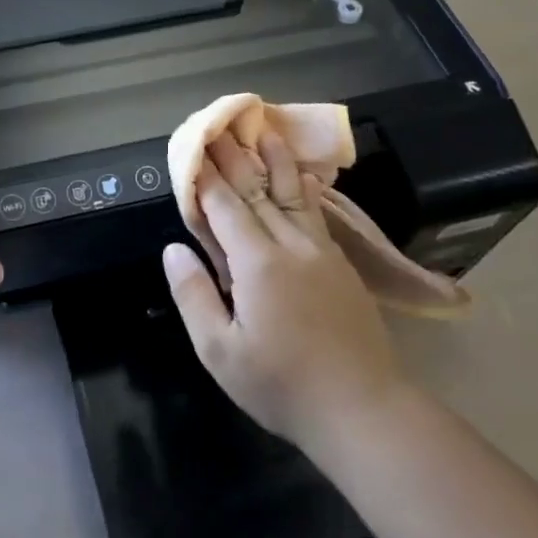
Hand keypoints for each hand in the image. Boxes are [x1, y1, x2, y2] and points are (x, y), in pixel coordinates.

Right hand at [163, 128, 404, 446]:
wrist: (364, 410)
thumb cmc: (282, 386)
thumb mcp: (220, 352)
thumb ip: (194, 296)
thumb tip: (173, 249)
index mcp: (257, 262)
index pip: (224, 206)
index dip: (204, 177)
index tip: (191, 148)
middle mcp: (290, 244)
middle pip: (256, 190)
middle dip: (233, 158)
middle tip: (217, 127)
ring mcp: (320, 251)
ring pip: (292, 193)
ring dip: (275, 160)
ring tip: (264, 131)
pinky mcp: (340, 264)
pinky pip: (315, 213)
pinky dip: (303, 188)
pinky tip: (304, 177)